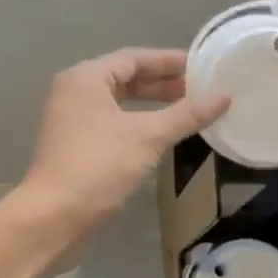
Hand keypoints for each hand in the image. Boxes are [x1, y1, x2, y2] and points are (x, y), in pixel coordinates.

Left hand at [13, 48, 228, 257]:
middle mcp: (75, 92)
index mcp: (85, 78)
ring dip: (153, 104)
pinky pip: (114, 123)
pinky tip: (165, 134)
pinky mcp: (76, 146)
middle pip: (126, 78)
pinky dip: (140, 123)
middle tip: (200, 89)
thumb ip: (186, 115)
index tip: (202, 67)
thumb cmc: (98, 166)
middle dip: (163, 83)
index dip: (169, 61)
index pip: (134, 58)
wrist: (54, 218)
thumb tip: (224, 98)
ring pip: (120, 103)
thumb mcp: (148, 136)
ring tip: (189, 109)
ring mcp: (73, 120)